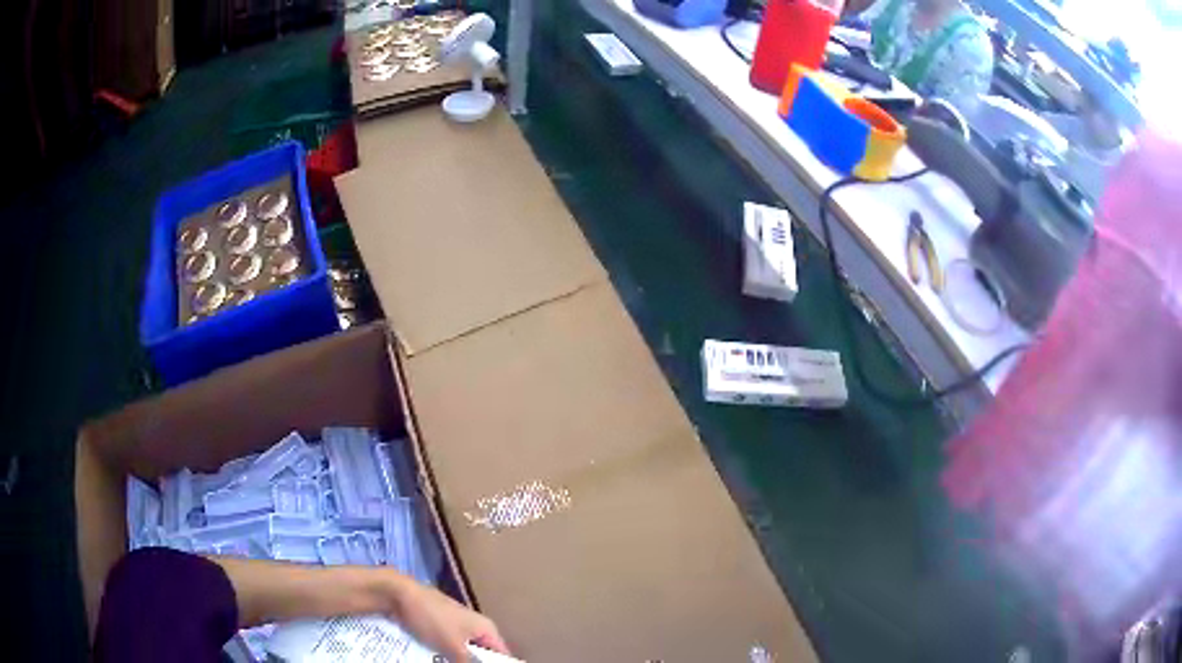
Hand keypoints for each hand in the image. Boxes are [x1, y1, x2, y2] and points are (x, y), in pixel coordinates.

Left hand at [390, 578, 510, 661]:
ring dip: (456, 661)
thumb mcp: (453, 646)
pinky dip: (443, 656)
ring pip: (463, 653)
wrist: (398, 595)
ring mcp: (455, 626)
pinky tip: (434, 660)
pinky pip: (448, 647)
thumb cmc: (431, 618)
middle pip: (481, 655)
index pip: (502, 655)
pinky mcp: (439, 627)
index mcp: (486, 628)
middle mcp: (475, 627)